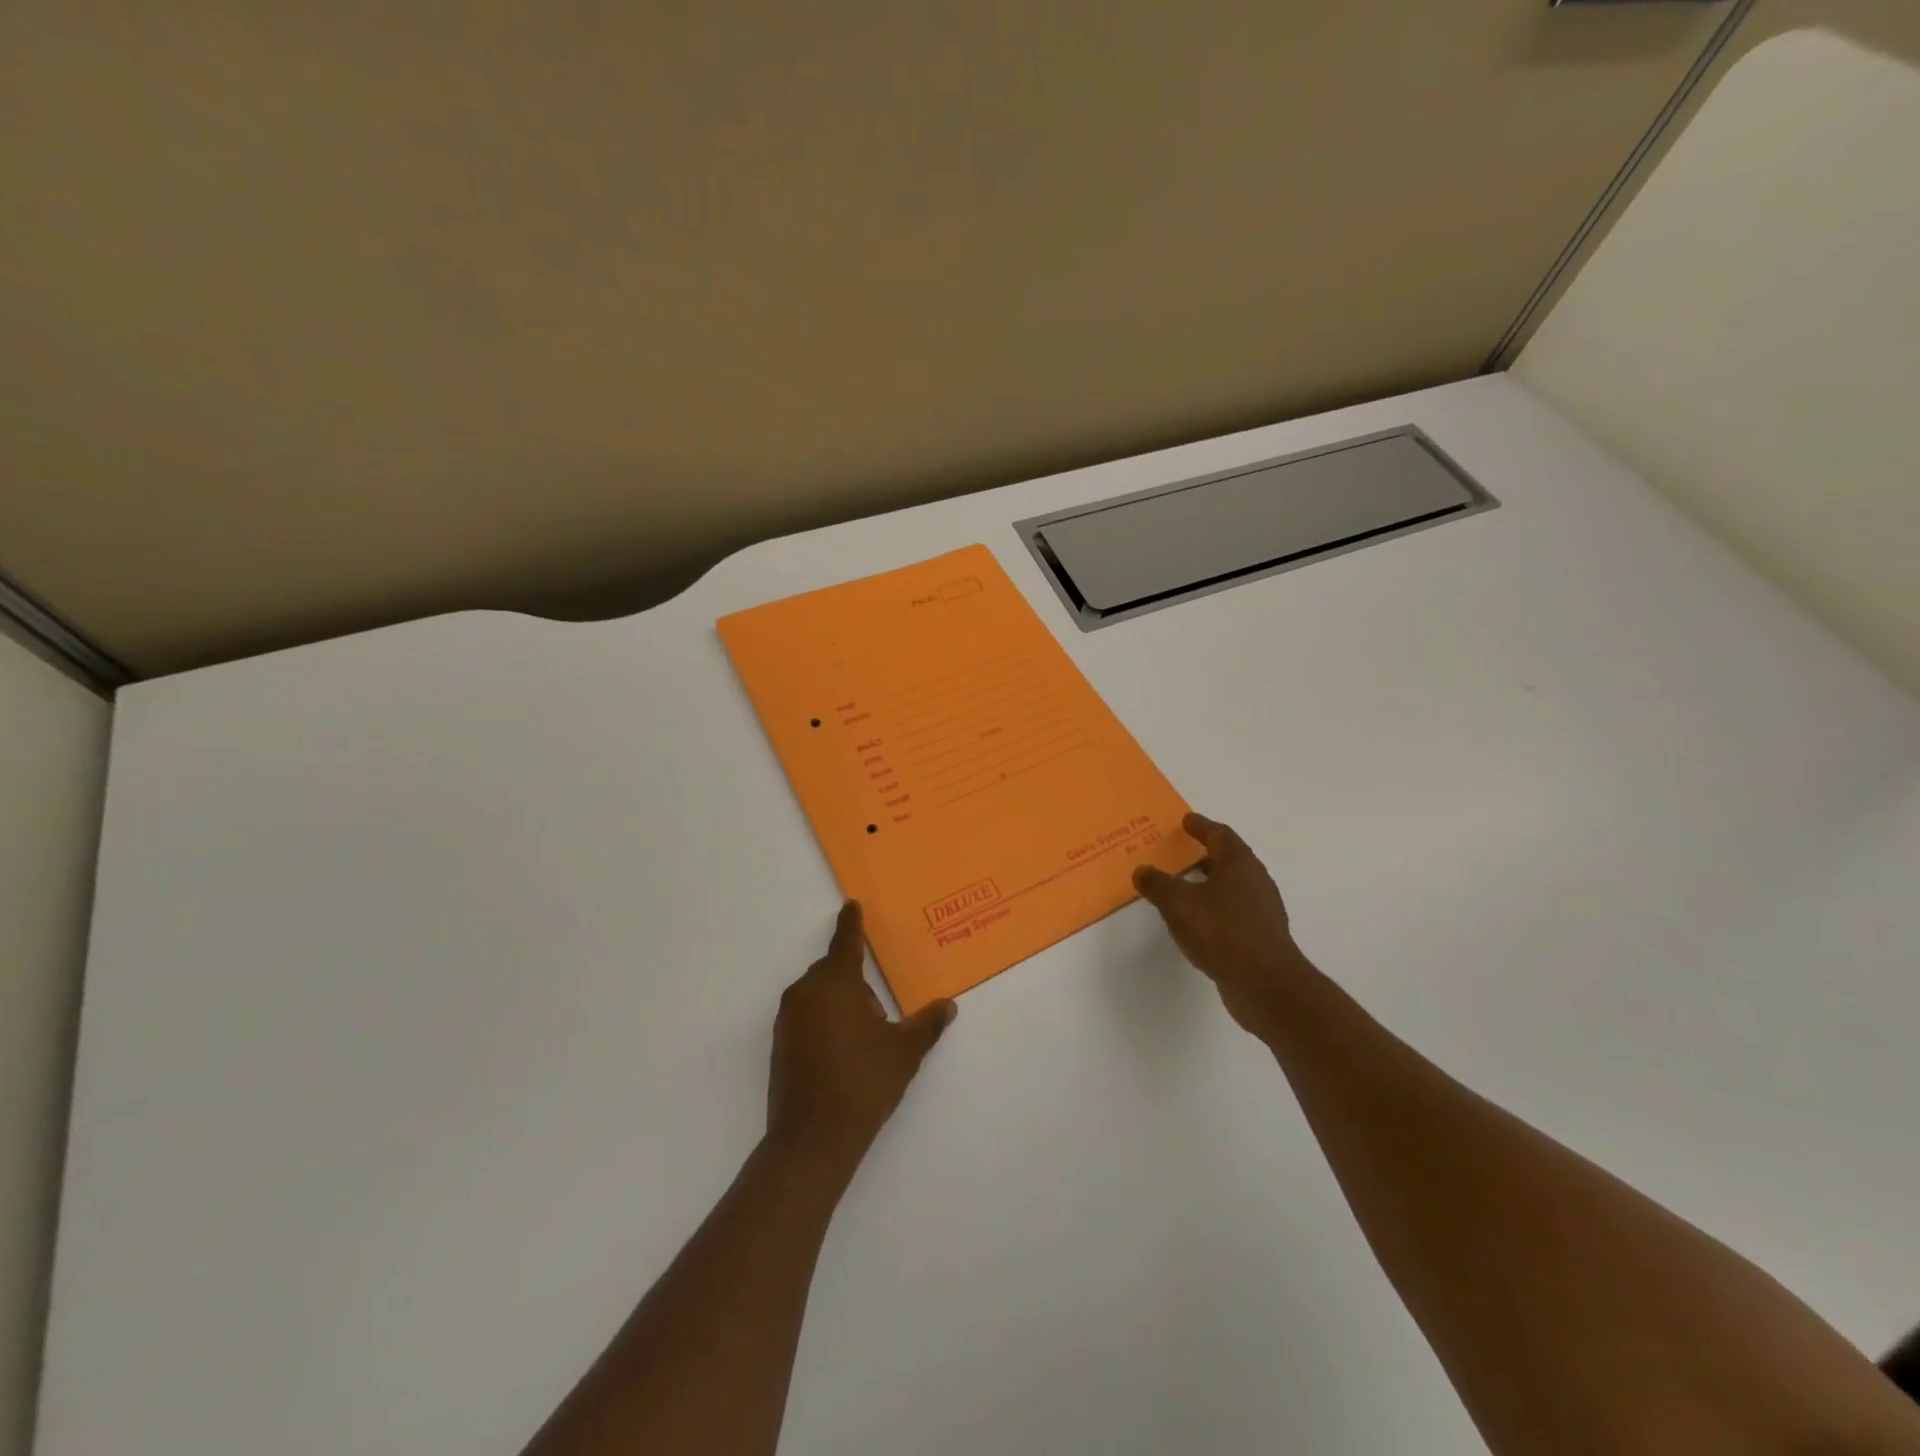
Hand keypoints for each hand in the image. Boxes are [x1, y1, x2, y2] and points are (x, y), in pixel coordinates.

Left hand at [767, 902, 956, 1174]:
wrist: (813, 1139)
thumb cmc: (863, 1083)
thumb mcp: (904, 1052)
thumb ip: (927, 1024)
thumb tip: (948, 1006)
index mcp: (836, 983)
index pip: (846, 942)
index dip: (851, 923)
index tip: (852, 905)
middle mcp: (806, 992)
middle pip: (833, 970)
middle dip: (856, 980)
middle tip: (880, 1010)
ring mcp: (788, 1019)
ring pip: (819, 994)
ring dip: (840, 1002)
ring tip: (865, 1036)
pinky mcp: (780, 1043)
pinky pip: (807, 1015)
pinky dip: (824, 1020)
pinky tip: (843, 1051)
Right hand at [1134, 812, 1310, 1038]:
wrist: (1265, 984)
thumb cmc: (1222, 931)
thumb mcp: (1178, 903)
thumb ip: (1158, 884)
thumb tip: (1143, 871)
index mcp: (1239, 863)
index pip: (1219, 835)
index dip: (1201, 826)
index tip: (1186, 820)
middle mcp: (1255, 881)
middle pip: (1227, 859)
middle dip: (1202, 855)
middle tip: (1177, 853)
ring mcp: (1261, 911)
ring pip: (1229, 887)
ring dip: (1206, 884)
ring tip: (1180, 887)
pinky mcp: (1259, 937)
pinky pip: (1231, 912)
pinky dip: (1212, 909)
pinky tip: (1195, 921)